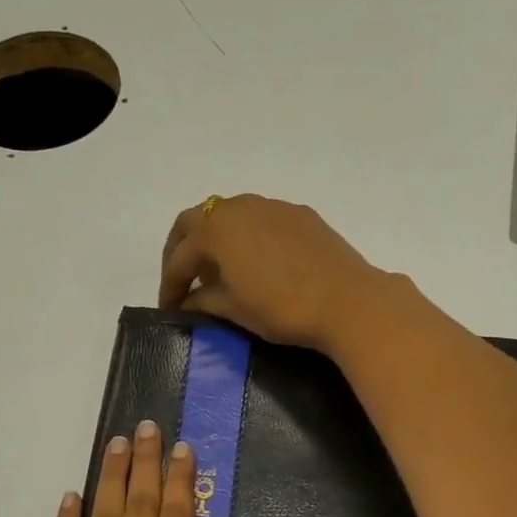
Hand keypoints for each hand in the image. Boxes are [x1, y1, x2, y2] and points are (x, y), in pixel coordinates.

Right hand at [158, 195, 385, 350]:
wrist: (347, 301)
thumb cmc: (282, 308)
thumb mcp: (235, 309)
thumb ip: (204, 301)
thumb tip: (188, 302)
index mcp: (216, 230)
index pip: (180, 257)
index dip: (170, 285)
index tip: (169, 309)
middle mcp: (239, 207)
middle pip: (195, 221)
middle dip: (182, 250)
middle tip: (181, 279)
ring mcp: (272, 206)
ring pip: (229, 215)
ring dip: (214, 238)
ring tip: (217, 269)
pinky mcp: (299, 214)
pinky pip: (259, 219)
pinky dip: (245, 236)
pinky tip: (254, 261)